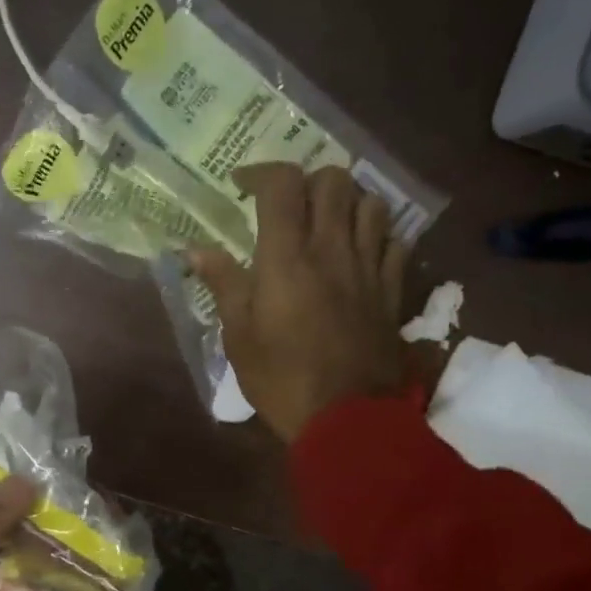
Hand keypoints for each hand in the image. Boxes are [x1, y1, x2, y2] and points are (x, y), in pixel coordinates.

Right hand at [190, 164, 410, 441]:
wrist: (346, 417)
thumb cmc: (281, 380)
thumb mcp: (239, 338)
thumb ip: (223, 285)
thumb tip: (196, 250)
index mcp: (287, 258)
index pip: (282, 185)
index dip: (260, 172)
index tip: (241, 185)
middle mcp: (332, 249)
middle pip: (333, 180)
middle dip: (306, 182)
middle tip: (287, 207)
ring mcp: (368, 267)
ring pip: (371, 203)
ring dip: (347, 202)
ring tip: (328, 223)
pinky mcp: (391, 290)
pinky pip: (394, 241)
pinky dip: (377, 235)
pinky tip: (360, 252)